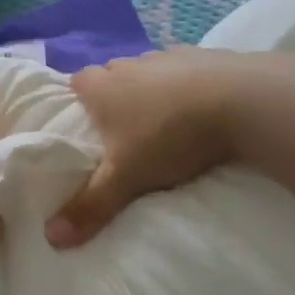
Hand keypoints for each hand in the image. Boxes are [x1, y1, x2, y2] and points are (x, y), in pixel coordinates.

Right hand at [46, 48, 254, 247]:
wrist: (242, 100)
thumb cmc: (170, 136)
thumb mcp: (126, 178)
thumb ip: (90, 206)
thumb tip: (51, 238)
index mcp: (103, 86)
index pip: (77, 82)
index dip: (79, 100)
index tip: (86, 125)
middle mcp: (130, 64)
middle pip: (112, 75)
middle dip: (115, 97)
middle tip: (124, 131)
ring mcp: (168, 56)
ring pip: (148, 72)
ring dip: (152, 91)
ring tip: (165, 123)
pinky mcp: (205, 56)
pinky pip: (186, 70)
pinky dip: (187, 86)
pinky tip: (201, 110)